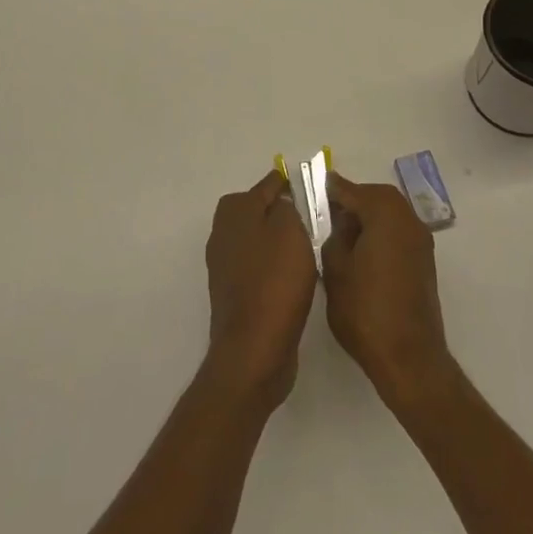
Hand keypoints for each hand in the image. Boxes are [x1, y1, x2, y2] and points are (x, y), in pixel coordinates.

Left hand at [203, 171, 317, 410]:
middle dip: (279, 211)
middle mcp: (223, 233)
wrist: (253, 350)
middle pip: (255, 211)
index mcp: (235, 211)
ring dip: (276, 241)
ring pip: (256, 240)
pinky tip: (293, 278)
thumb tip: (280, 203)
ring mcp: (224, 265)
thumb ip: (287, 207)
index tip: (307, 186)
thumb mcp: (290, 230)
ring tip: (306, 249)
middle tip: (309, 219)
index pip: (266, 185)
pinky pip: (256, 267)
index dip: (286, 183)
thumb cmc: (275, 282)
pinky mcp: (232, 294)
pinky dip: (273, 267)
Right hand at [321, 172, 455, 407]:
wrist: (409, 359)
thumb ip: (334, 236)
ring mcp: (420, 241)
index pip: (352, 190)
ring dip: (368, 217)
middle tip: (328, 213)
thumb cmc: (365, 310)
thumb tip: (341, 222)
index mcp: (385, 214)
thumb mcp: (335, 270)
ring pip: (390, 214)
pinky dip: (381, 233)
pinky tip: (363, 252)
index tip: (316, 187)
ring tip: (343, 235)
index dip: (332, 189)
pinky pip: (398, 233)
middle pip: (376, 197)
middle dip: (353, 201)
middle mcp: (408, 219)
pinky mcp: (424, 262)